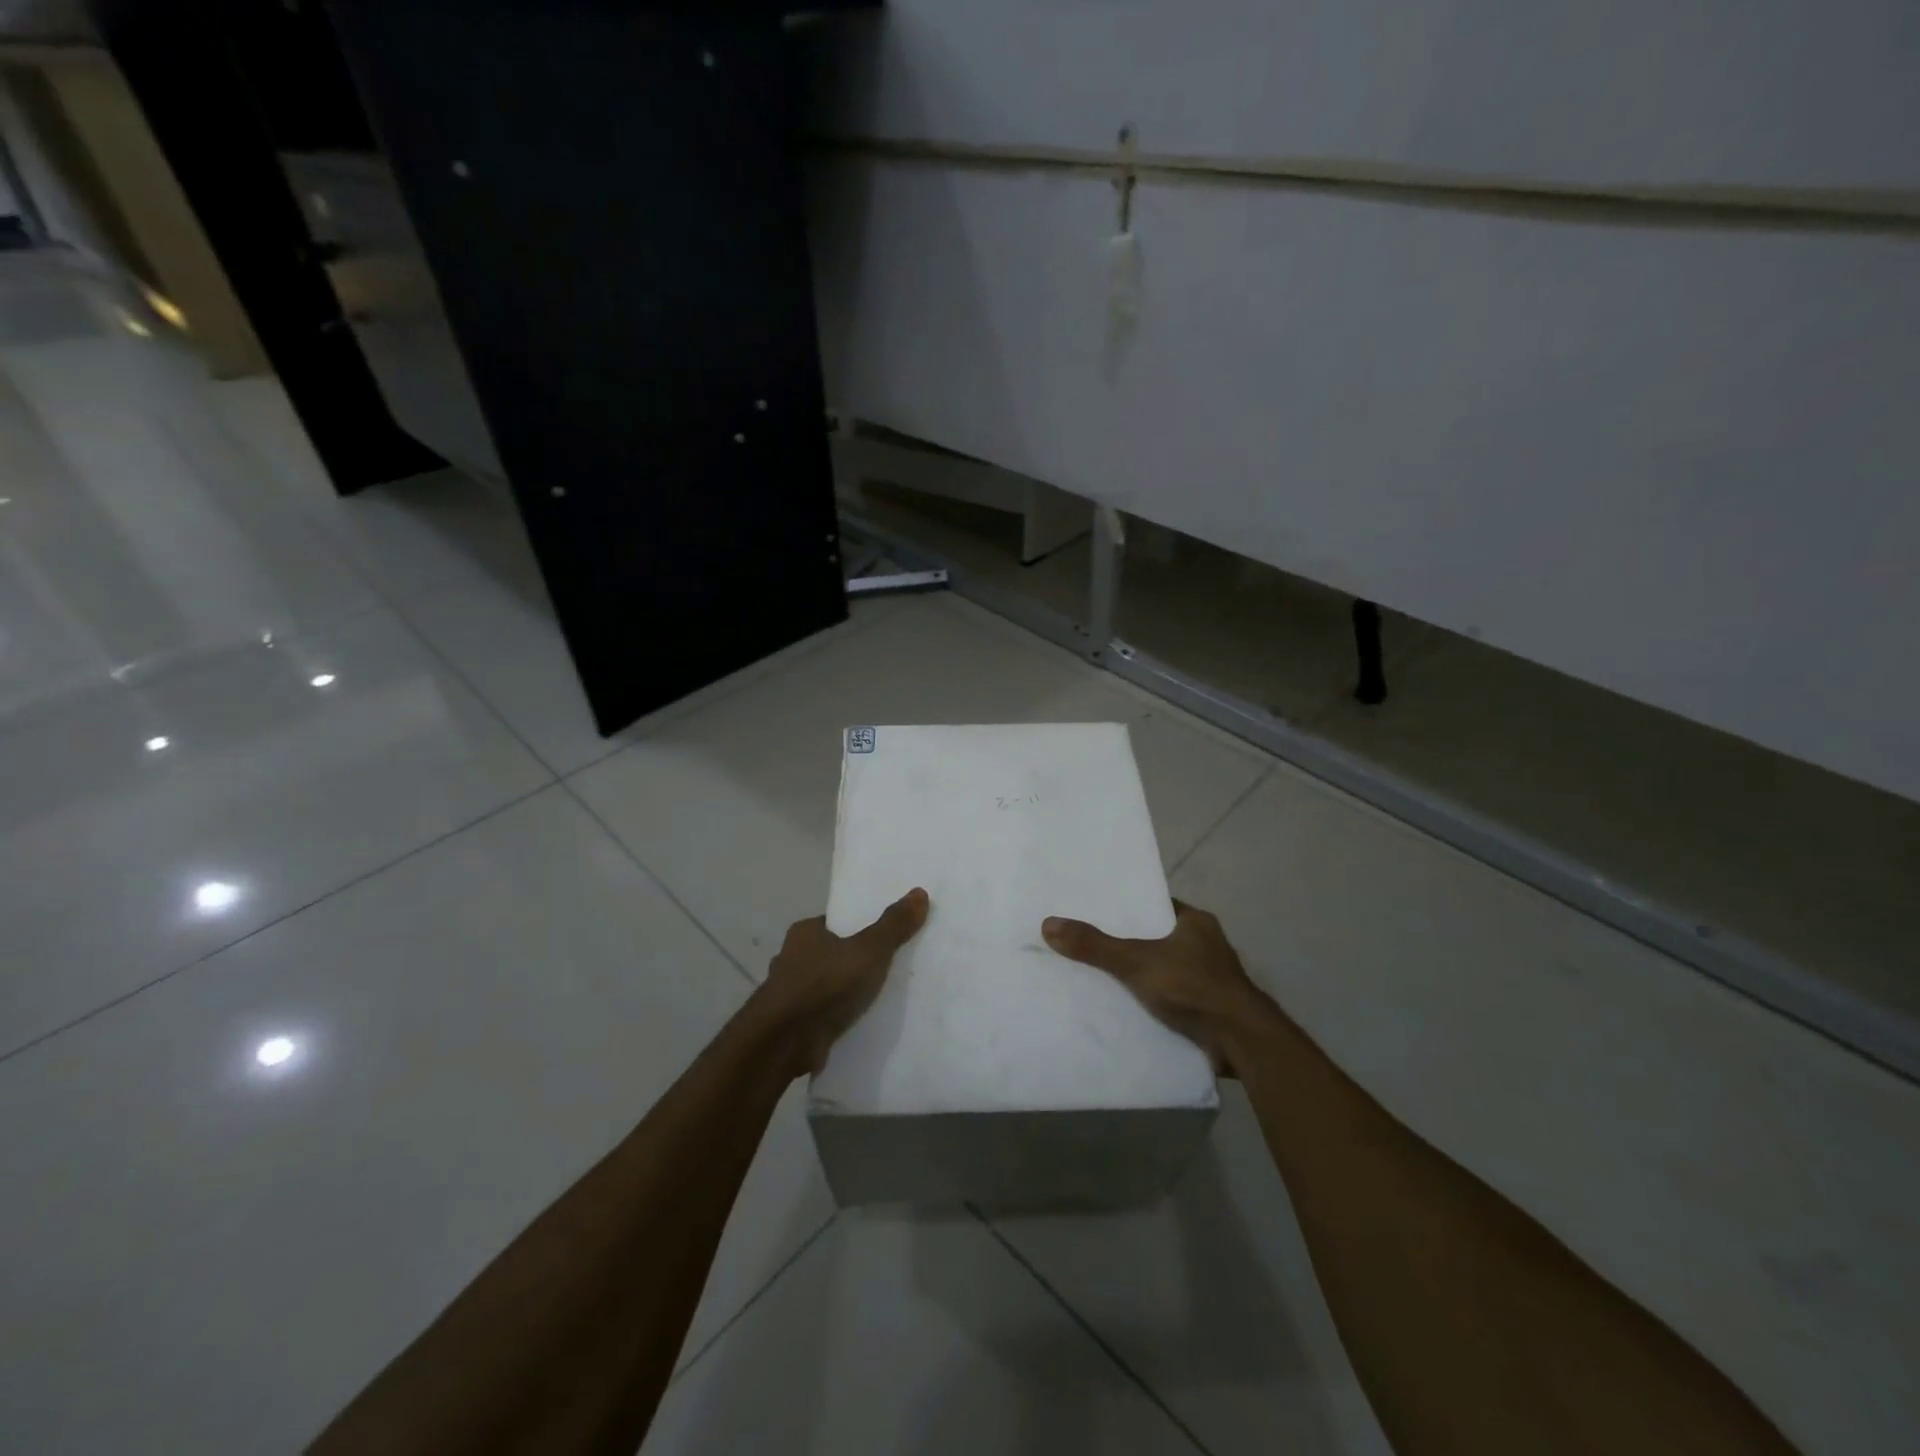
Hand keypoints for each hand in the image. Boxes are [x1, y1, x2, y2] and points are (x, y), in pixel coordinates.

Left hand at [754, 888, 930, 1076]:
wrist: (784, 1043)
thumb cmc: (824, 984)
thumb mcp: (869, 950)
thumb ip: (894, 925)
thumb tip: (920, 892)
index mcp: (805, 933)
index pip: (836, 922)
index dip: (859, 927)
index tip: (884, 936)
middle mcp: (791, 958)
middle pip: (831, 953)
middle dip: (853, 961)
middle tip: (887, 967)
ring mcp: (789, 994)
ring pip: (825, 986)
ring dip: (844, 992)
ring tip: (878, 998)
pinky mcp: (792, 1025)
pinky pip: (822, 1014)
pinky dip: (837, 1016)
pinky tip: (859, 1023)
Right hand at [1042, 900, 1277, 1075]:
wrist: (1240, 1043)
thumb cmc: (1194, 987)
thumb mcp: (1136, 961)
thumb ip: (1095, 946)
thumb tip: (1048, 924)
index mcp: (1196, 923)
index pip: (1154, 906)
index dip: (1127, 908)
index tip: (1096, 911)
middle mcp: (1206, 946)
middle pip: (1156, 938)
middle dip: (1128, 943)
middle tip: (1088, 942)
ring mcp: (1210, 979)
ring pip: (1164, 969)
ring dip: (1140, 975)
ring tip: (1098, 975)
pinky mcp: (1208, 1009)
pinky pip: (1171, 997)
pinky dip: (1151, 1001)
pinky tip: (1124, 1007)